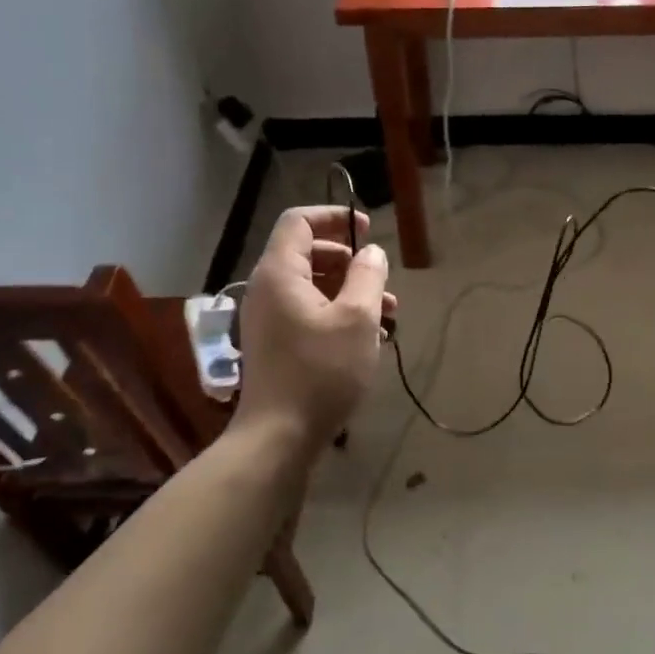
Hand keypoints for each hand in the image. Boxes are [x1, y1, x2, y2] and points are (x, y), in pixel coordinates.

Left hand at [232, 206, 394, 450]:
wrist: (279, 436)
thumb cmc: (321, 371)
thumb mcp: (357, 318)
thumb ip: (367, 276)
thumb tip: (370, 252)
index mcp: (279, 273)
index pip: (299, 221)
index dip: (334, 217)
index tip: (368, 230)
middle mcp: (266, 289)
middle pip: (307, 253)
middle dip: (349, 260)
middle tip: (379, 278)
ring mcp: (267, 318)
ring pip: (312, 286)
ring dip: (349, 291)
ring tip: (388, 313)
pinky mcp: (275, 343)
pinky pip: (307, 312)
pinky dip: (336, 313)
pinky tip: (368, 337)